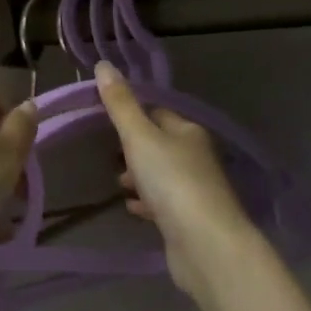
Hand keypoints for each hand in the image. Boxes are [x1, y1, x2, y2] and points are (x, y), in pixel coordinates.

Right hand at [96, 62, 258, 297]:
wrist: (206, 245)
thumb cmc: (172, 181)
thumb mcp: (140, 137)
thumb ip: (120, 104)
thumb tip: (103, 65)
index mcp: (189, 131)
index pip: (158, 113)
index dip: (133, 114)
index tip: (107, 121)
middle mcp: (196, 157)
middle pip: (160, 145)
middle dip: (134, 149)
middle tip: (109, 155)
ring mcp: (196, 190)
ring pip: (161, 175)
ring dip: (139, 177)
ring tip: (117, 184)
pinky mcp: (190, 221)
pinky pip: (164, 204)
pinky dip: (147, 203)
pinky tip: (132, 208)